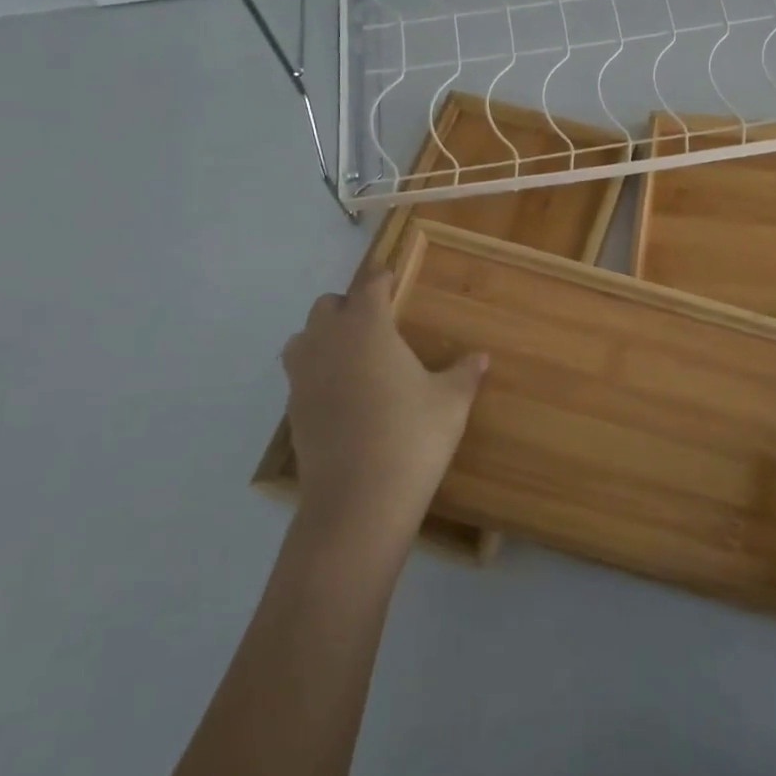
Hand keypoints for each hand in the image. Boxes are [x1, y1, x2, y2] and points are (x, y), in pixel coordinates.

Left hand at [281, 268, 487, 553]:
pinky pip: (300, 374)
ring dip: (324, 336)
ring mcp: (304, 377)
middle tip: (377, 321)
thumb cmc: (412, 437)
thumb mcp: (450, 403)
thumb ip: (465, 374)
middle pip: (327, 306)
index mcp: (367, 328)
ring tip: (352, 355)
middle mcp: (328, 343)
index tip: (389, 274)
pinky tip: (342, 394)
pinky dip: (317, 371)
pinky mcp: (293, 411)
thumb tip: (482, 357)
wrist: (358, 501)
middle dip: (349, 305)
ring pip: (304, 338)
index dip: (380, 277)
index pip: (369, 286)